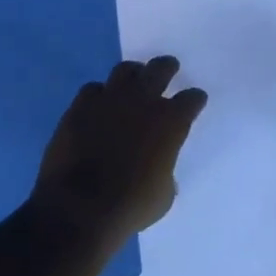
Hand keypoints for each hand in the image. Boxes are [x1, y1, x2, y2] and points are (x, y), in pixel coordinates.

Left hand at [32, 56, 207, 240]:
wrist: (79, 208)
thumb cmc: (130, 206)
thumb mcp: (163, 195)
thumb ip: (165, 169)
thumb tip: (158, 167)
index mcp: (170, 122)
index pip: (191, 99)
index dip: (194, 99)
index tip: (195, 100)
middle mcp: (142, 101)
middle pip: (160, 69)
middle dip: (167, 67)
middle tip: (169, 68)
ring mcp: (109, 99)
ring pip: (125, 70)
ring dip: (133, 74)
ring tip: (134, 80)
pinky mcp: (80, 106)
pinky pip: (93, 89)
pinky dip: (99, 95)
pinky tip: (99, 103)